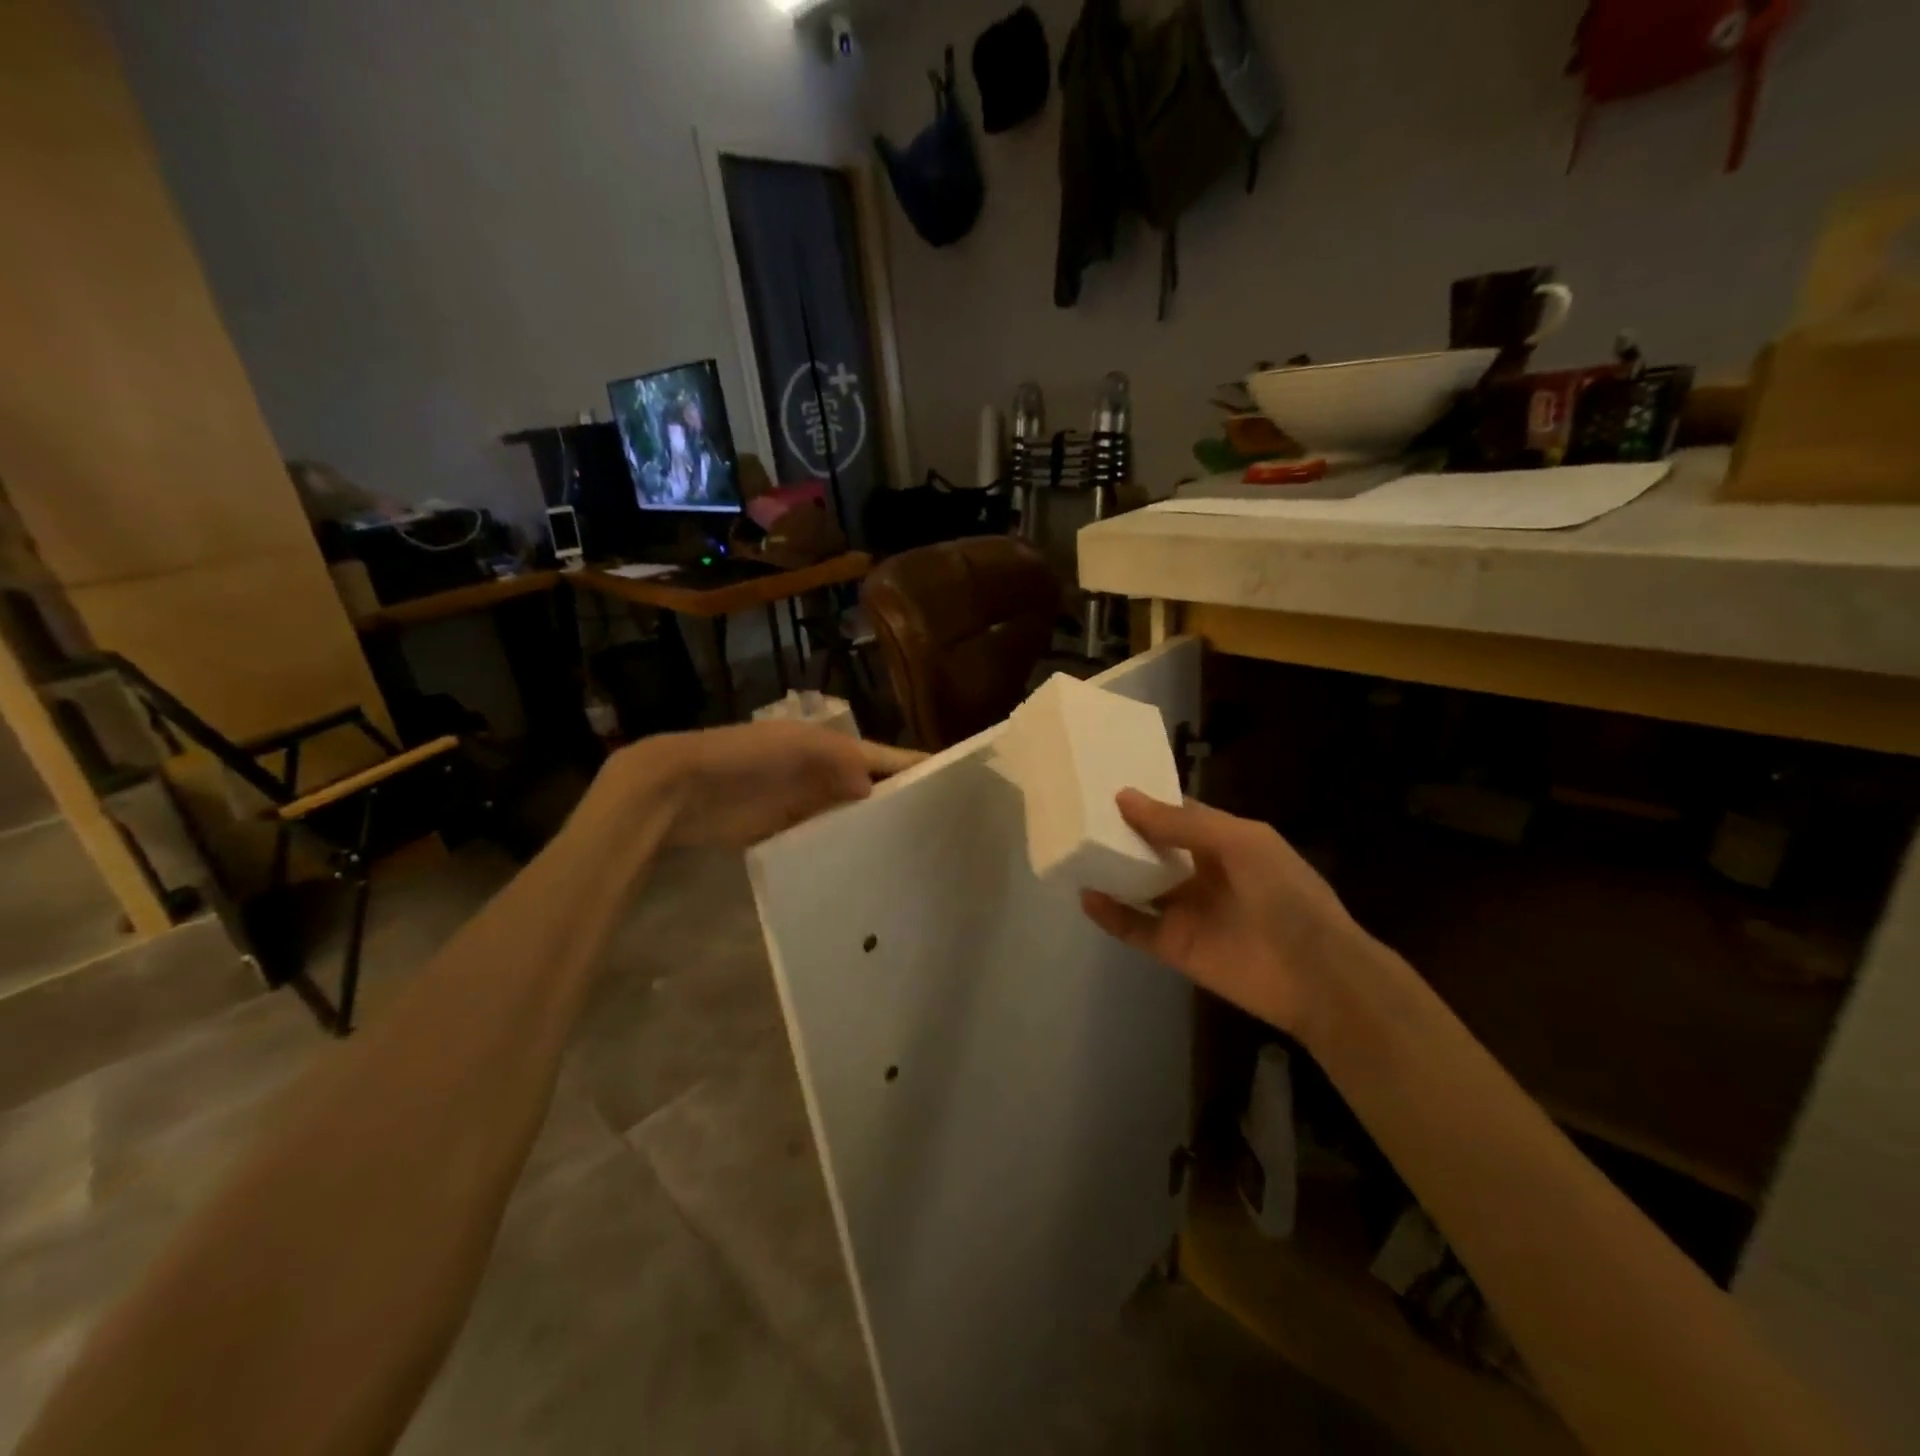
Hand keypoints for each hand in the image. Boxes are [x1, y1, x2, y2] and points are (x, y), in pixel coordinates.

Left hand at [612, 721, 921, 848]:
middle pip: (875, 790)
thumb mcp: (797, 747)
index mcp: (834, 748)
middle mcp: (827, 776)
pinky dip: (845, 851)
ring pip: (853, 818)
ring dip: (876, 832)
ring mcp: (807, 805)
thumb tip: (879, 789)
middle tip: (941, 837)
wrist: (680, 789)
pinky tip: (866, 870)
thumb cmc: (744, 758)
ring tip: (913, 859)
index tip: (956, 790)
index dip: (917, 769)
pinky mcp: (787, 833)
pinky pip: (826, 841)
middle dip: (903, 806)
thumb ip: (841, 761)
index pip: (887, 759)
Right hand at [1080, 790, 1374, 1041]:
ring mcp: (1186, 911)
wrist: (1316, 976)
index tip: (1103, 787)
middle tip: (1077, 816)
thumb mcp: (1240, 843)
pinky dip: (1109, 914)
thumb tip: (1124, 797)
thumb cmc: (1285, 894)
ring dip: (1110, 872)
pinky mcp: (1174, 947)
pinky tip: (1086, 896)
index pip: (1176, 816)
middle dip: (1120, 835)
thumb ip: (1182, 823)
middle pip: (1152, 850)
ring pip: (1138, 887)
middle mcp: (1200, 873)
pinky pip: (1134, 927)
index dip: (1144, 803)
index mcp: (1223, 843)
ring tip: (1073, 852)